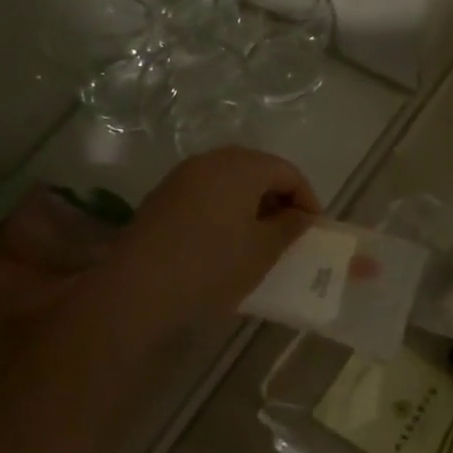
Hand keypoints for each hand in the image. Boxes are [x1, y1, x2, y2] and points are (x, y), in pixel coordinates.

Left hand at [94, 148, 316, 336]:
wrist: (138, 290)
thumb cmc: (212, 266)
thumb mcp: (263, 250)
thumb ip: (290, 227)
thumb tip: (300, 215)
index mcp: (240, 166)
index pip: (287, 171)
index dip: (307, 198)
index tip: (313, 230)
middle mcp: (210, 161)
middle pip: (257, 170)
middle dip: (279, 198)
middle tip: (290, 232)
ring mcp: (182, 177)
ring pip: (229, 181)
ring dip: (251, 204)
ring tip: (261, 239)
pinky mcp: (163, 198)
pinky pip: (207, 193)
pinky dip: (226, 209)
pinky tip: (227, 242)